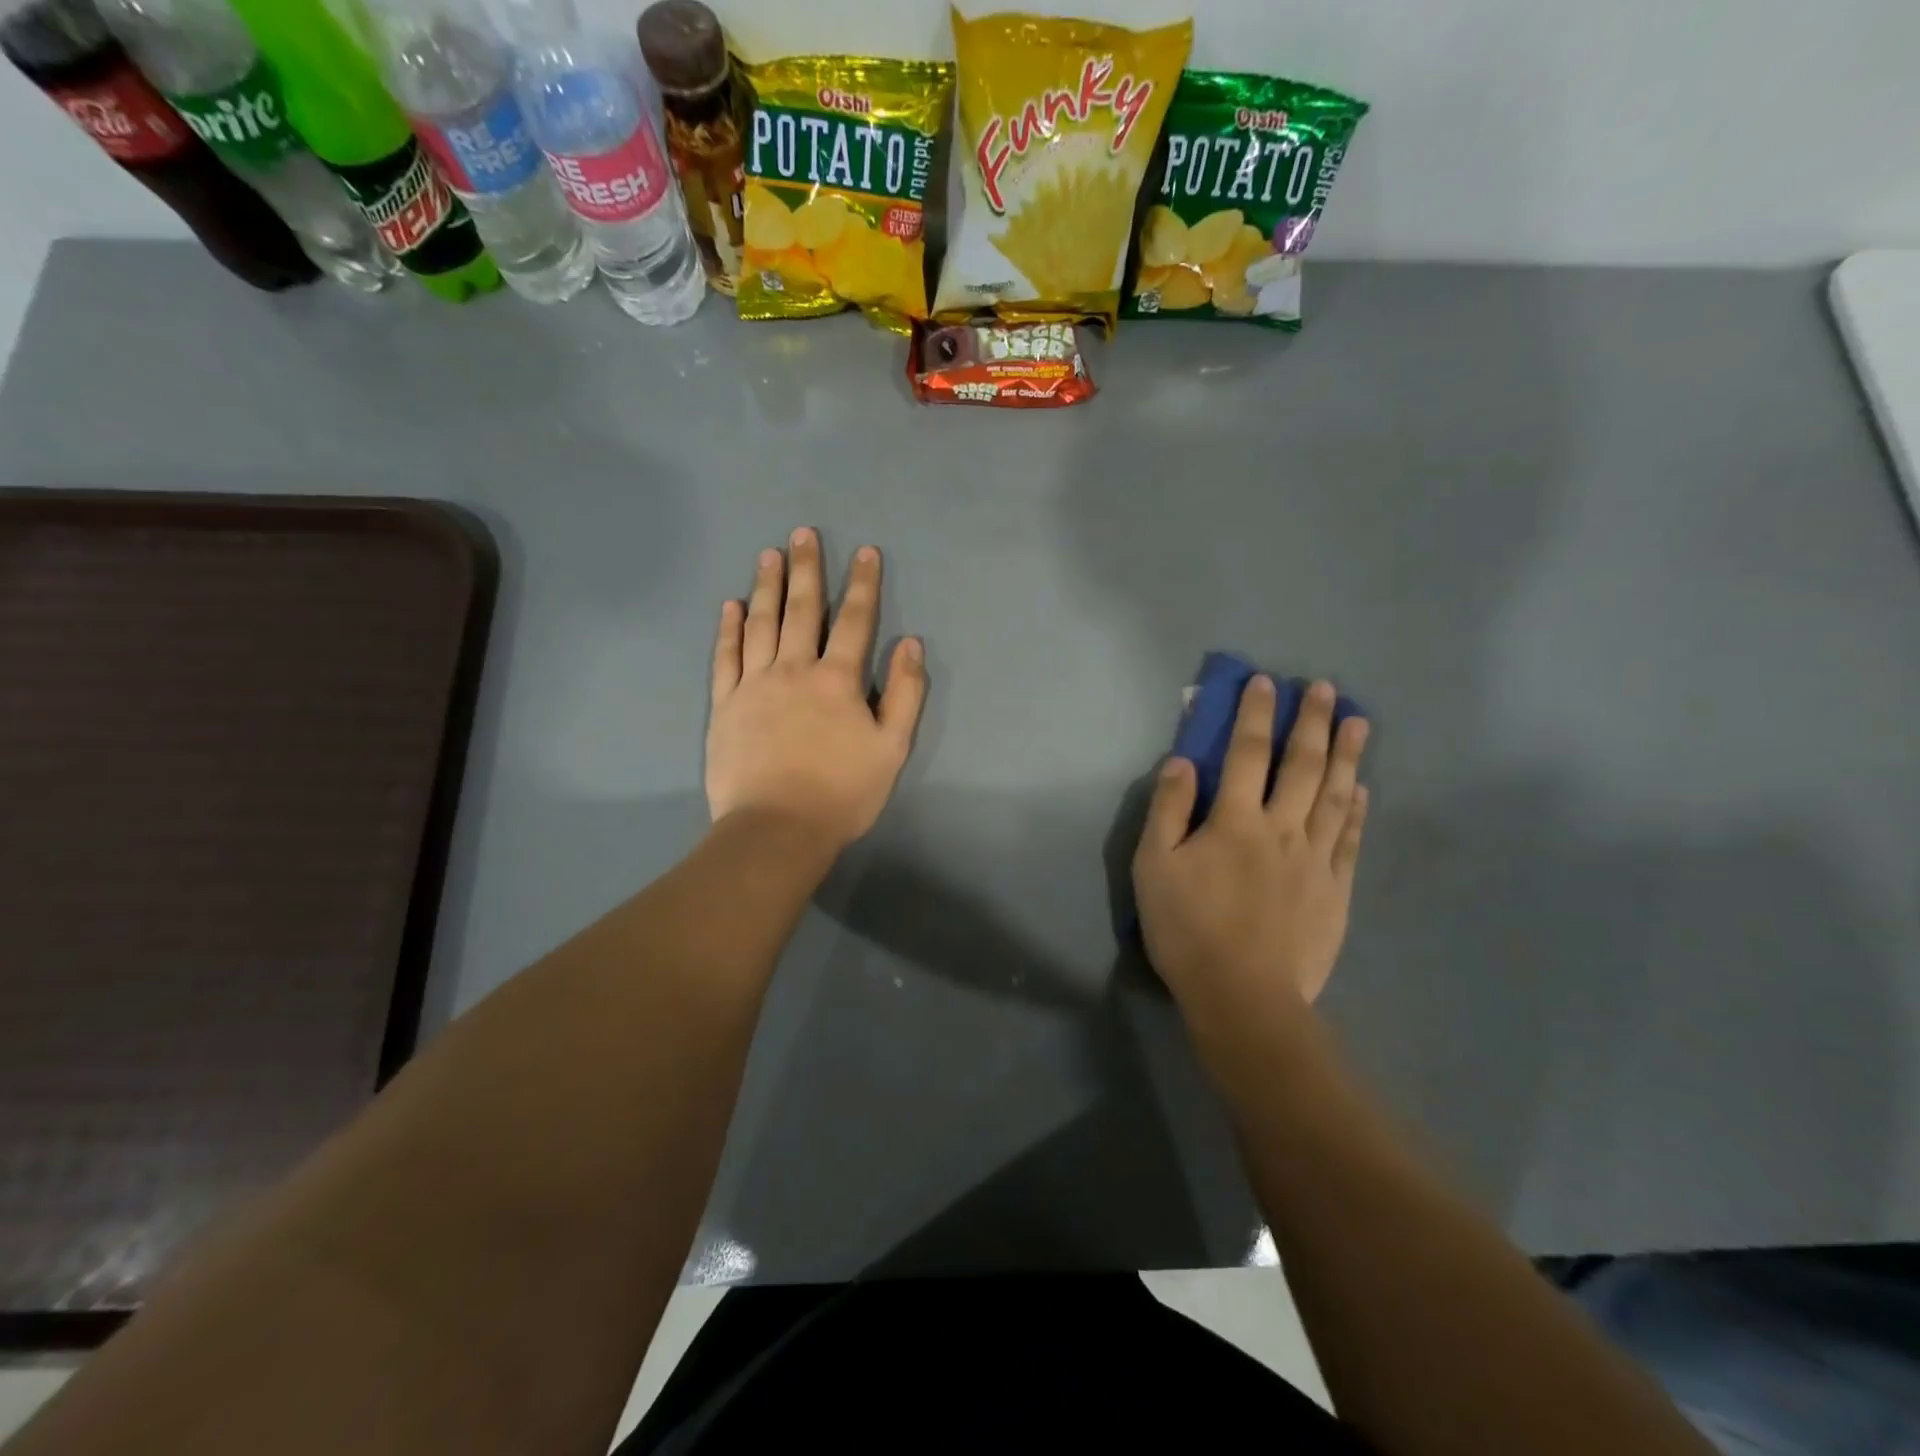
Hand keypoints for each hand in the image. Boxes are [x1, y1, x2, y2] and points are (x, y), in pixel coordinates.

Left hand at [706, 528, 926, 851]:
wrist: (776, 829)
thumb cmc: (843, 793)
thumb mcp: (892, 748)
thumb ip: (905, 693)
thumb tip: (911, 643)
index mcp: (837, 680)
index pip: (855, 621)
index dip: (863, 584)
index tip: (865, 551)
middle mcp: (794, 670)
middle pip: (802, 609)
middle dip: (807, 569)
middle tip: (803, 533)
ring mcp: (754, 685)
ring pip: (761, 624)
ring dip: (766, 586)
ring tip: (768, 554)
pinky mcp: (725, 705)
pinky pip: (726, 657)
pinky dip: (729, 629)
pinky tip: (731, 606)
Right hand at [1133, 677, 1370, 1026]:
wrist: (1243, 996)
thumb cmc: (1188, 929)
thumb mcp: (1154, 866)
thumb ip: (1168, 810)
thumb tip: (1182, 761)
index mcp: (1236, 820)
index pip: (1248, 753)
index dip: (1256, 715)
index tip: (1267, 682)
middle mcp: (1282, 829)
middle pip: (1303, 766)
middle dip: (1313, 723)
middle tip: (1328, 689)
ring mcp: (1315, 860)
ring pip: (1336, 796)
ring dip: (1347, 755)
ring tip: (1360, 722)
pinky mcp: (1335, 891)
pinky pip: (1349, 840)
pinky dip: (1357, 810)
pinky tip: (1363, 790)